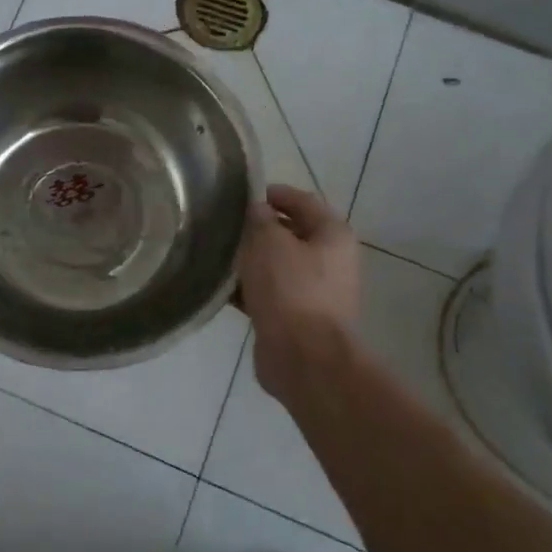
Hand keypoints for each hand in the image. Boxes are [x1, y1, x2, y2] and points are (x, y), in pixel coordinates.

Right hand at [238, 184, 361, 401]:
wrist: (303, 358)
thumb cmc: (290, 289)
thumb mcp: (268, 242)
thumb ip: (260, 219)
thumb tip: (257, 210)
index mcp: (333, 235)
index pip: (302, 201)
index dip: (273, 193)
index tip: (242, 195)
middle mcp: (331, 260)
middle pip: (291, 233)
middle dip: (259, 229)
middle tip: (226, 225)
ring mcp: (317, 292)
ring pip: (278, 265)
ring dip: (251, 260)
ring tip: (218, 255)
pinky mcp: (298, 318)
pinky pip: (271, 293)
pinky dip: (250, 289)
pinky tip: (223, 288)